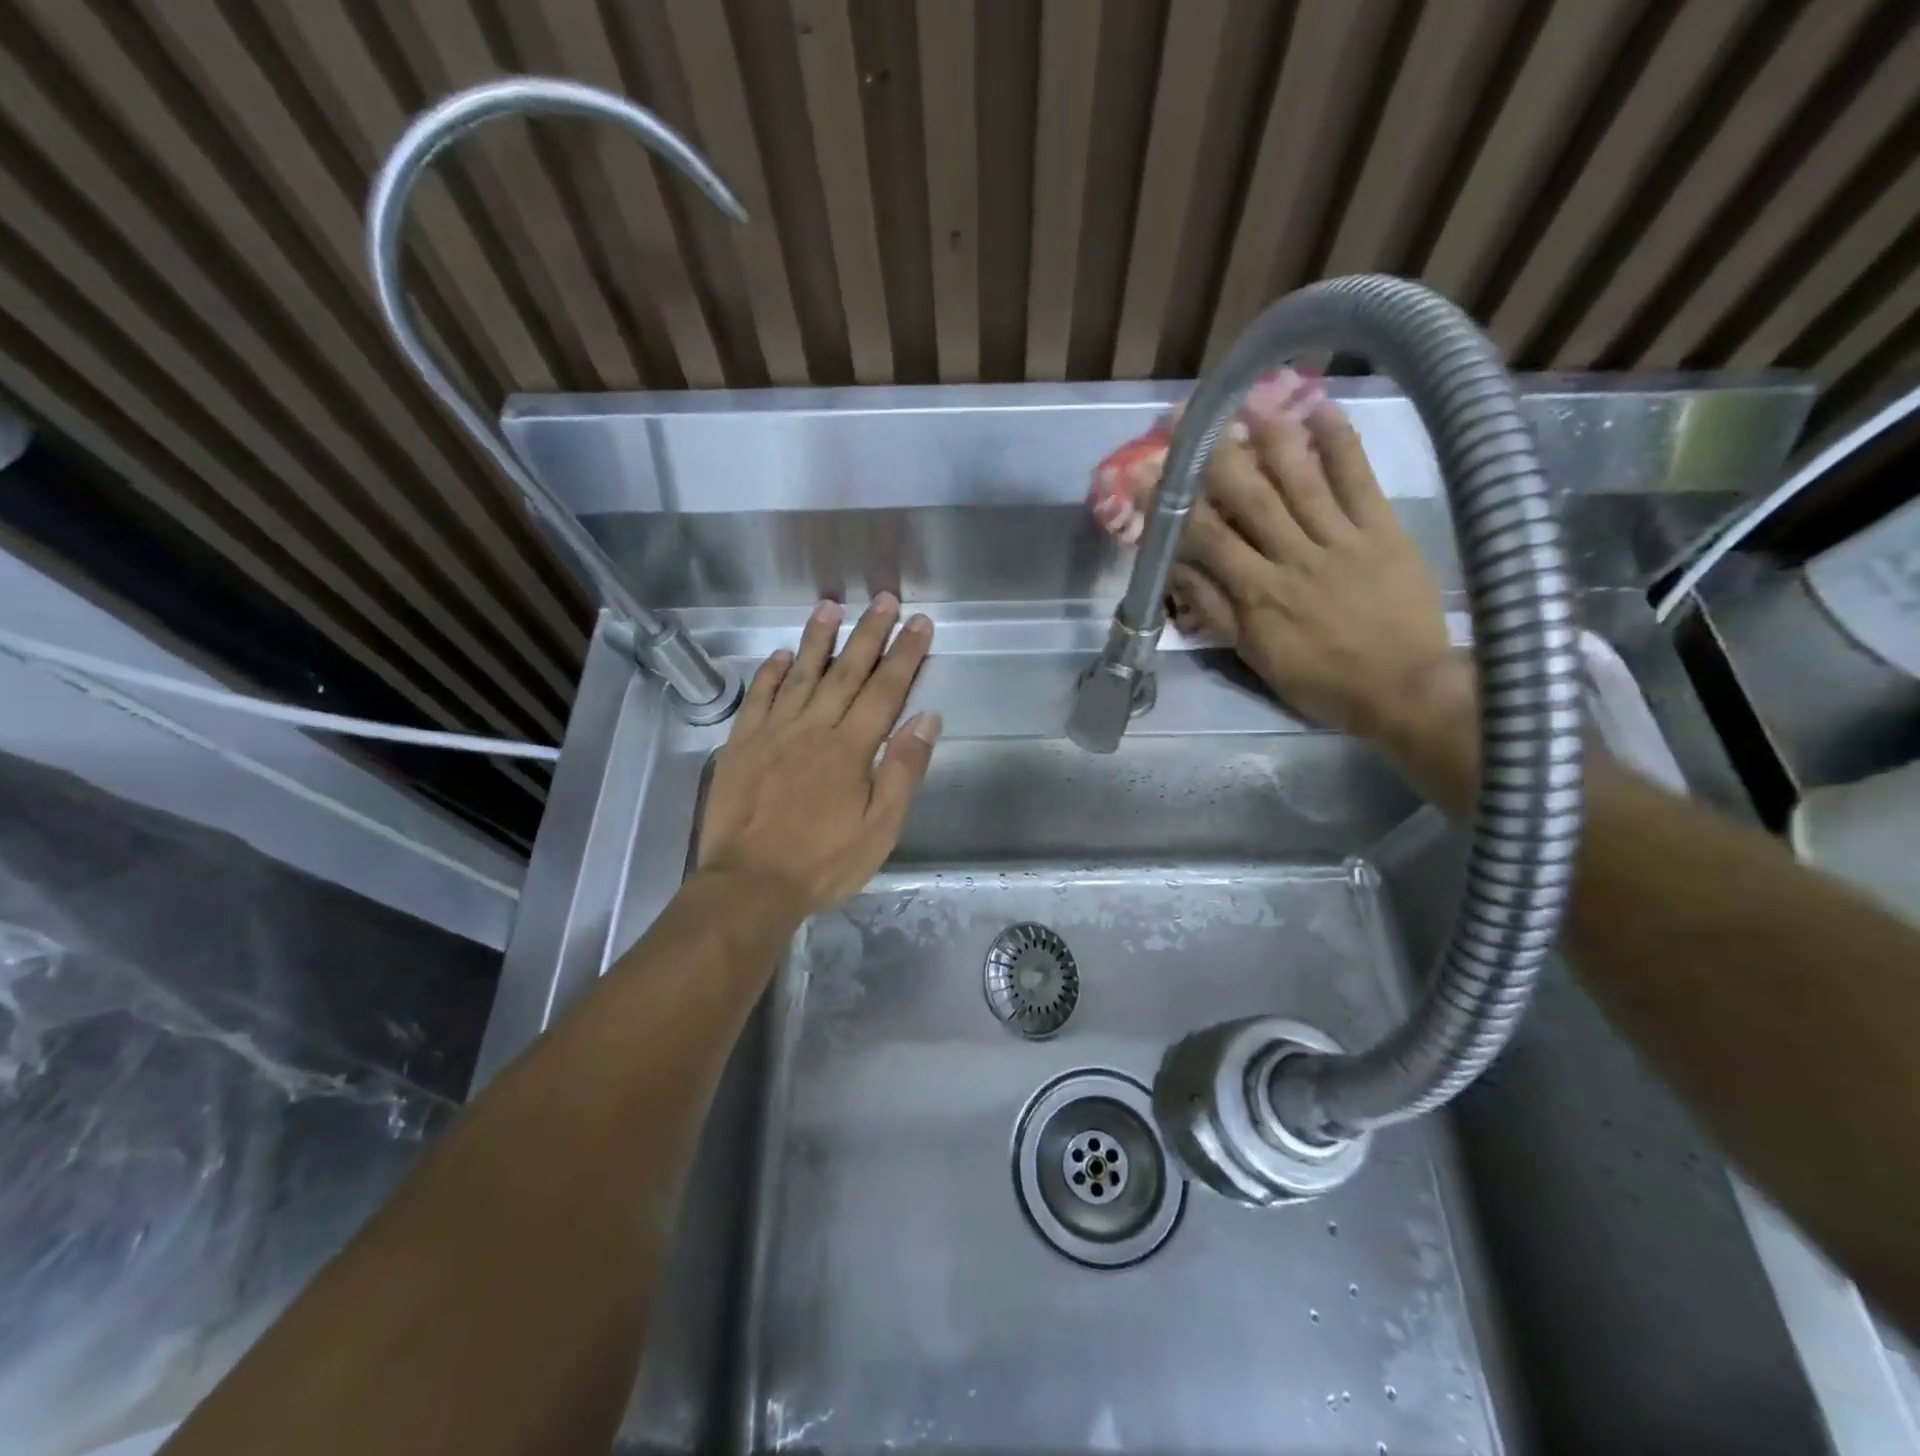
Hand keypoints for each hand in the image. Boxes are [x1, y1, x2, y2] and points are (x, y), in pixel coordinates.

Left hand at [696, 595, 939, 919]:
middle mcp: (812, 729)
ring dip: (817, 639)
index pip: (885, 690)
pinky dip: (768, 674)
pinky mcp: (740, 745)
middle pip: (845, 672)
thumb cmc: (823, 863)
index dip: (904, 654)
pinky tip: (778, 655)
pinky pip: (757, 699)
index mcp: (849, 749)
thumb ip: (902, 770)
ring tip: (830, 607)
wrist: (748, 885)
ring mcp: (772, 733)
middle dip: (868, 634)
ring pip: (799, 675)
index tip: (919, 623)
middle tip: (884, 600)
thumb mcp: (879, 828)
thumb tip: (926, 718)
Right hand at [1162, 391, 1475, 790]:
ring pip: (1300, 479)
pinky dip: (1340, 442)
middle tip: (1189, 419)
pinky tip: (1322, 409)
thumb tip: (1176, 569)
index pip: (1206, 538)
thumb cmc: (1322, 681)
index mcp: (1258, 593)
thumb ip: (1215, 610)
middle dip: (1215, 456)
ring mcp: (1340, 539)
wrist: (1405, 688)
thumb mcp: (1255, 657)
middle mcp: (1293, 557)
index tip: (1144, 474)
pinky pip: (1358, 480)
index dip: (1173, 504)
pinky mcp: (1381, 530)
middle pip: (1249, 497)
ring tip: (1249, 398)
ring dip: (1272, 436)